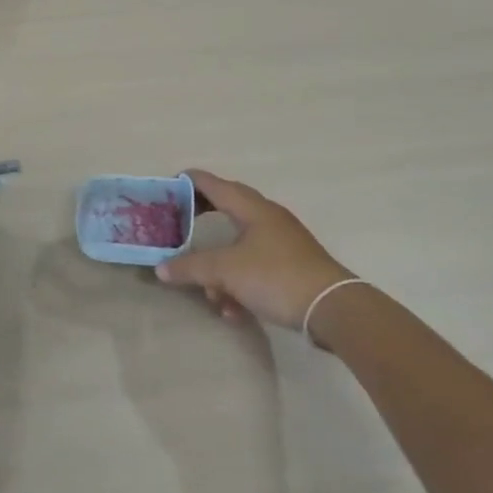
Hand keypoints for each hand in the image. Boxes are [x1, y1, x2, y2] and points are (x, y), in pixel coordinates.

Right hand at [155, 170, 355, 337]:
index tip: (167, 186)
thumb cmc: (275, 276)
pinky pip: (254, 268)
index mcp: (252, 208)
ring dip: (219, 268)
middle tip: (178, 224)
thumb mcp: (225, 272)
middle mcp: (267, 218)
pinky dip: (238, 284)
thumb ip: (191, 268)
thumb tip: (161, 269)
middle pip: (226, 208)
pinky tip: (234, 311)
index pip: (213, 184)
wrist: (332, 308)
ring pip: (238, 246)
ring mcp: (281, 242)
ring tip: (210, 294)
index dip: (188, 182)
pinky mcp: (290, 267)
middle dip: (201, 218)